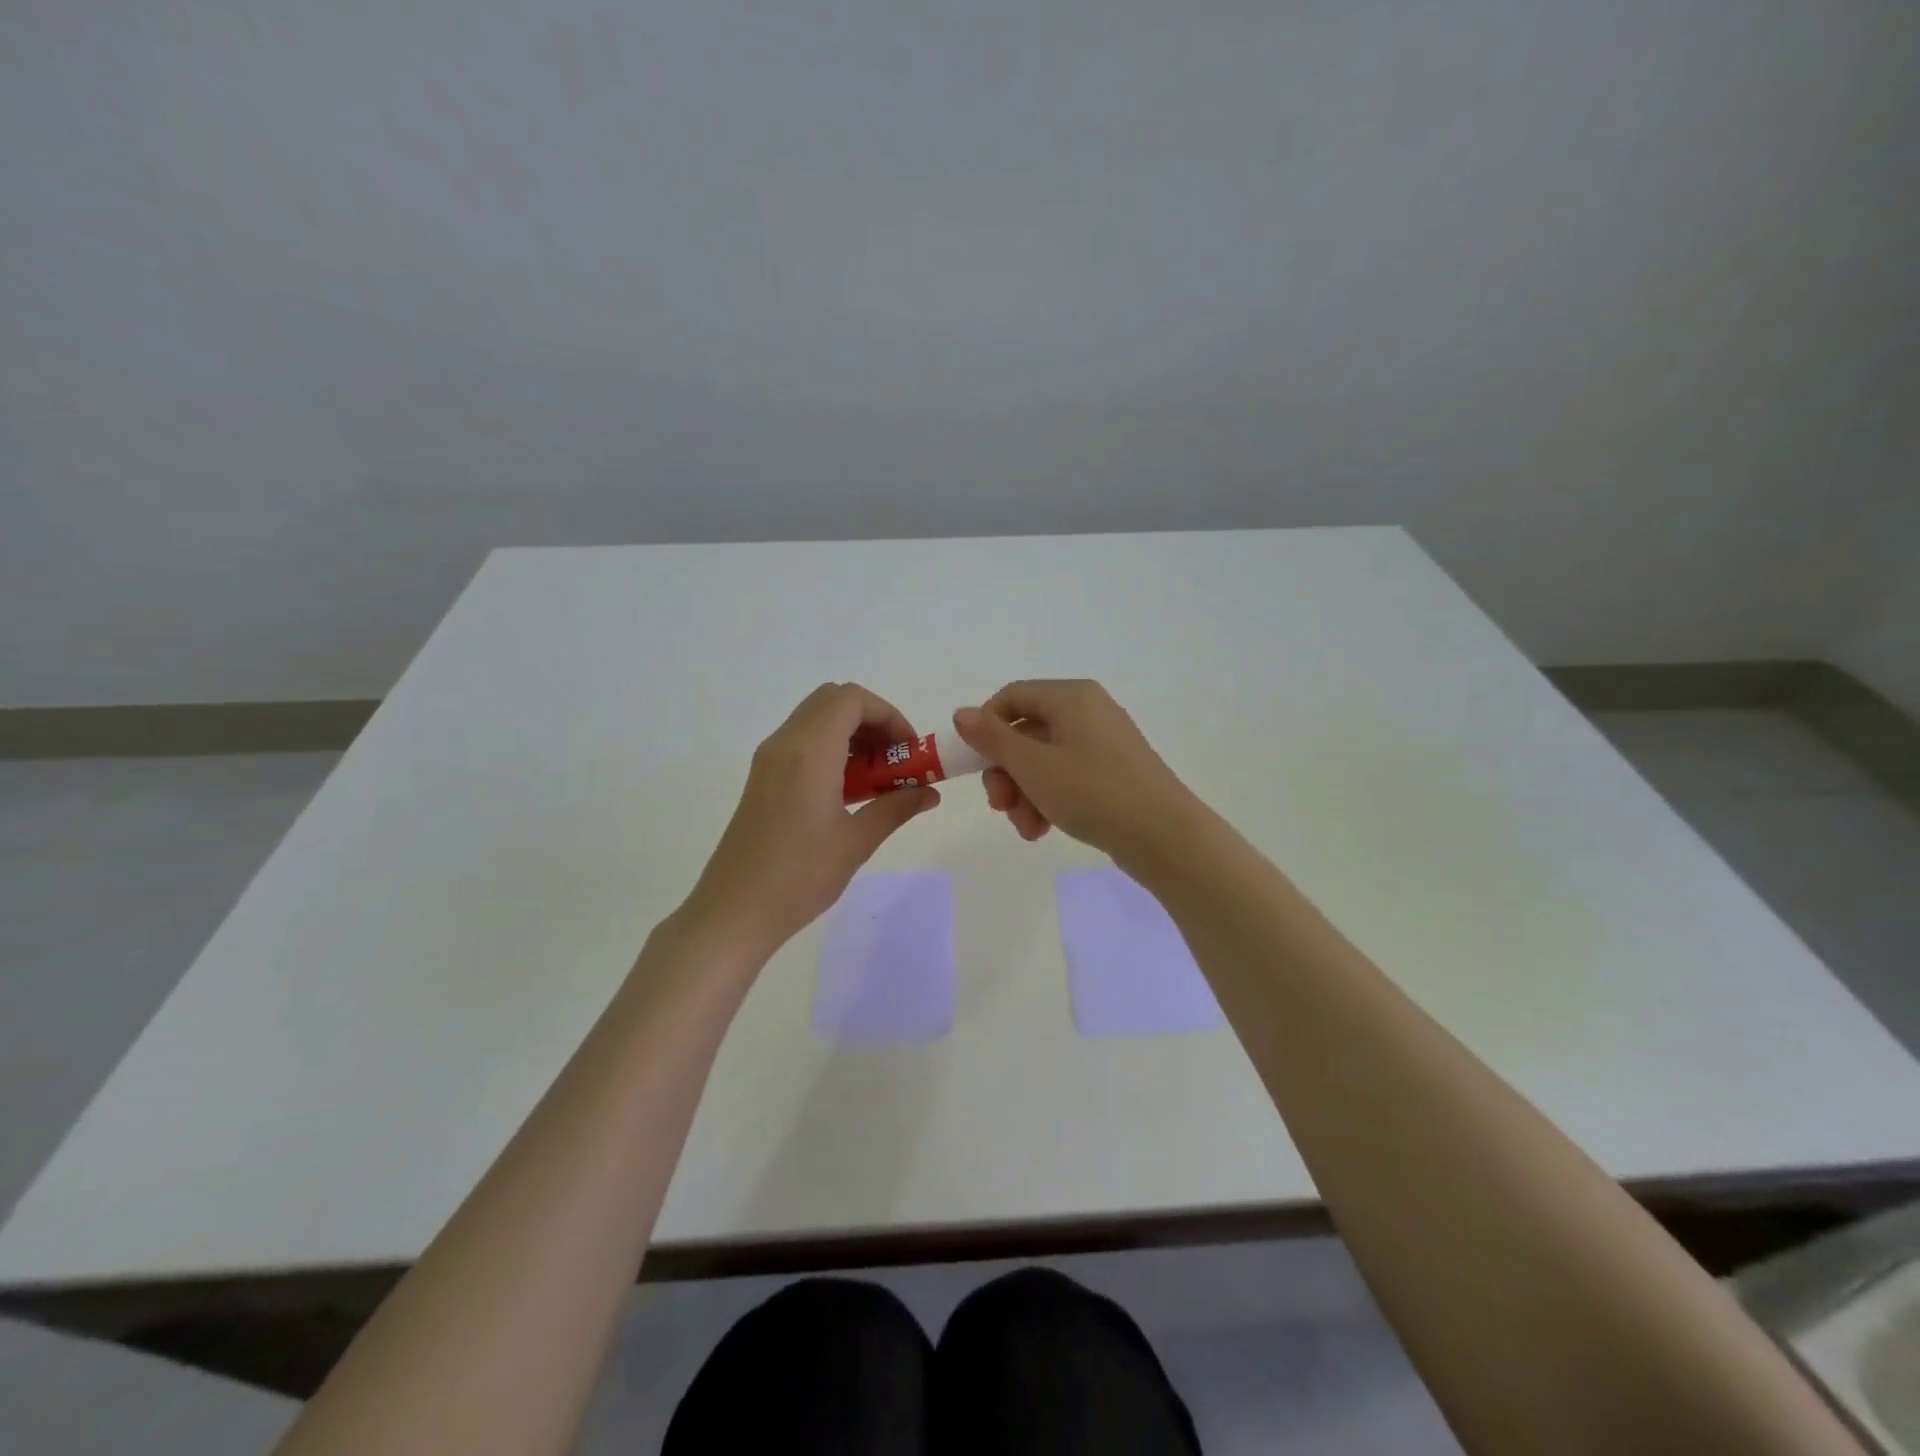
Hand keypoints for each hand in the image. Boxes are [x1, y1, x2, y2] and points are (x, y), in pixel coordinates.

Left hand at [682, 684, 939, 956]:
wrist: (733, 911)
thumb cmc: (799, 876)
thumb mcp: (856, 842)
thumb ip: (896, 808)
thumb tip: (930, 793)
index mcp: (809, 751)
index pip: (852, 699)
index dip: (888, 715)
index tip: (909, 752)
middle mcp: (785, 743)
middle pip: (833, 701)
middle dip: (871, 721)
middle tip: (893, 761)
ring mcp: (768, 759)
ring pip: (815, 719)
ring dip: (851, 735)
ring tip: (874, 780)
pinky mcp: (761, 777)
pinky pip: (801, 742)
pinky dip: (830, 749)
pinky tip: (845, 793)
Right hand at [951, 680, 1196, 861]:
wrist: (1164, 836)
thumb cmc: (1092, 792)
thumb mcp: (1032, 765)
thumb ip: (992, 738)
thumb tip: (962, 713)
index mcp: (1071, 697)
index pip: (1012, 696)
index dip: (985, 726)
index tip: (974, 763)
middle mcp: (1088, 711)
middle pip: (1026, 732)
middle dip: (1006, 773)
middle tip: (1000, 806)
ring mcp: (1103, 743)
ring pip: (1043, 760)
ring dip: (1024, 793)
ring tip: (1027, 827)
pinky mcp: (1113, 772)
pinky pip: (1067, 777)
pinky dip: (1049, 799)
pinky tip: (1043, 829)